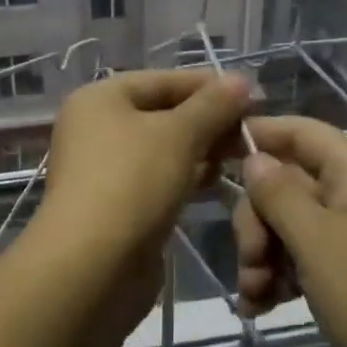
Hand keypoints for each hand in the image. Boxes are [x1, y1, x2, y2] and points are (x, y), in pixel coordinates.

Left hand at [38, 70, 251, 261]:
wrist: (92, 266)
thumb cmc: (132, 183)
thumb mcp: (178, 135)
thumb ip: (212, 105)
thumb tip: (242, 81)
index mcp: (100, 99)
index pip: (163, 80)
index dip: (209, 85)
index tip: (254, 96)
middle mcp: (97, 127)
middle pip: (163, 113)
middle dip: (208, 120)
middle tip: (253, 130)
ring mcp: (105, 168)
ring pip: (163, 148)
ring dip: (201, 150)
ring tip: (242, 155)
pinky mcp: (117, 204)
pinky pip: (158, 178)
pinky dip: (186, 176)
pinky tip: (217, 181)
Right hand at [232, 115, 346, 346]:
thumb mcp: (318, 242)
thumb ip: (279, 193)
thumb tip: (254, 156)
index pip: (301, 131)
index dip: (259, 135)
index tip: (214, 155)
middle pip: (288, 182)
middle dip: (257, 219)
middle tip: (249, 261)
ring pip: (291, 225)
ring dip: (263, 254)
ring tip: (253, 297)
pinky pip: (305, 259)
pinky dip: (280, 276)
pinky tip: (261, 307)